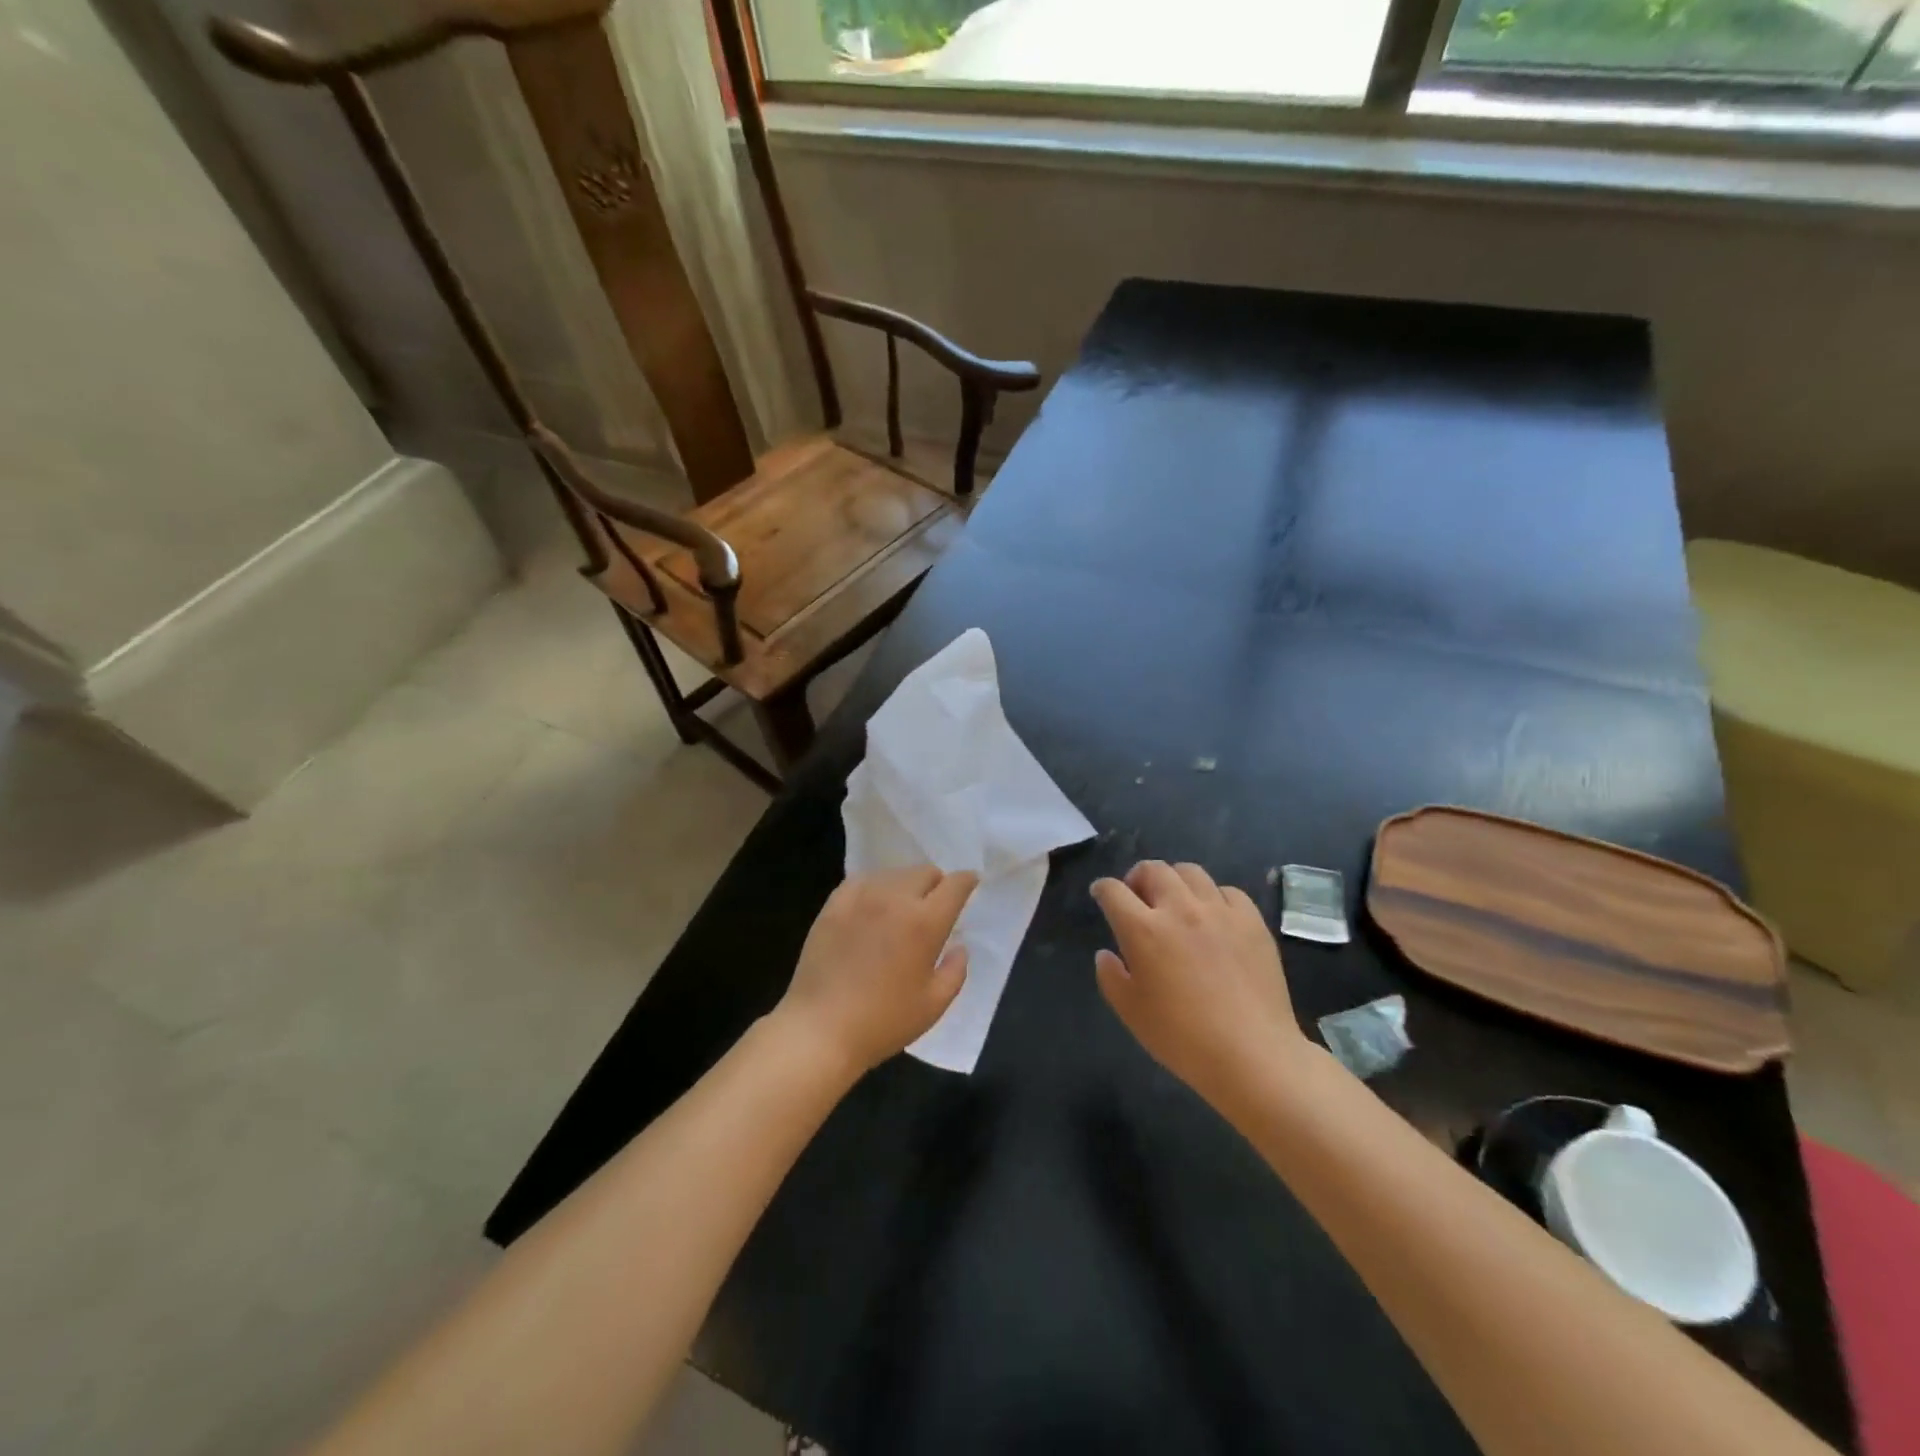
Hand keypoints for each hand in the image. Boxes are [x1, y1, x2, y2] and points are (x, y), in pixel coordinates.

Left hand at [774, 866, 977, 1076]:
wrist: (820, 1029)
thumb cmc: (883, 1022)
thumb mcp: (934, 1005)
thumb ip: (955, 971)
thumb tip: (959, 947)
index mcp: (925, 922)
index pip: (954, 885)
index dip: (966, 881)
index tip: (970, 884)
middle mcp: (895, 899)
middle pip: (924, 872)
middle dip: (936, 884)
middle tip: (934, 906)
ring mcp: (861, 897)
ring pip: (894, 874)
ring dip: (906, 886)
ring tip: (901, 909)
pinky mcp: (834, 903)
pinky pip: (863, 880)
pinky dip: (876, 887)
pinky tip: (872, 906)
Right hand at [1091, 860, 1309, 1106]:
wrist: (1252, 1055)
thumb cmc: (1182, 1038)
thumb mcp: (1131, 1012)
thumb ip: (1110, 977)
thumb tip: (1106, 954)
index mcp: (1143, 929)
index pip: (1113, 890)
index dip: (1102, 889)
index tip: (1101, 895)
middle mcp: (1179, 909)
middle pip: (1153, 869)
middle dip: (1138, 877)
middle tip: (1138, 897)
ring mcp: (1219, 911)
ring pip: (1190, 872)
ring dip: (1175, 880)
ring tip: (1176, 901)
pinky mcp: (1252, 921)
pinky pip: (1228, 891)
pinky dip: (1213, 897)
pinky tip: (1214, 917)